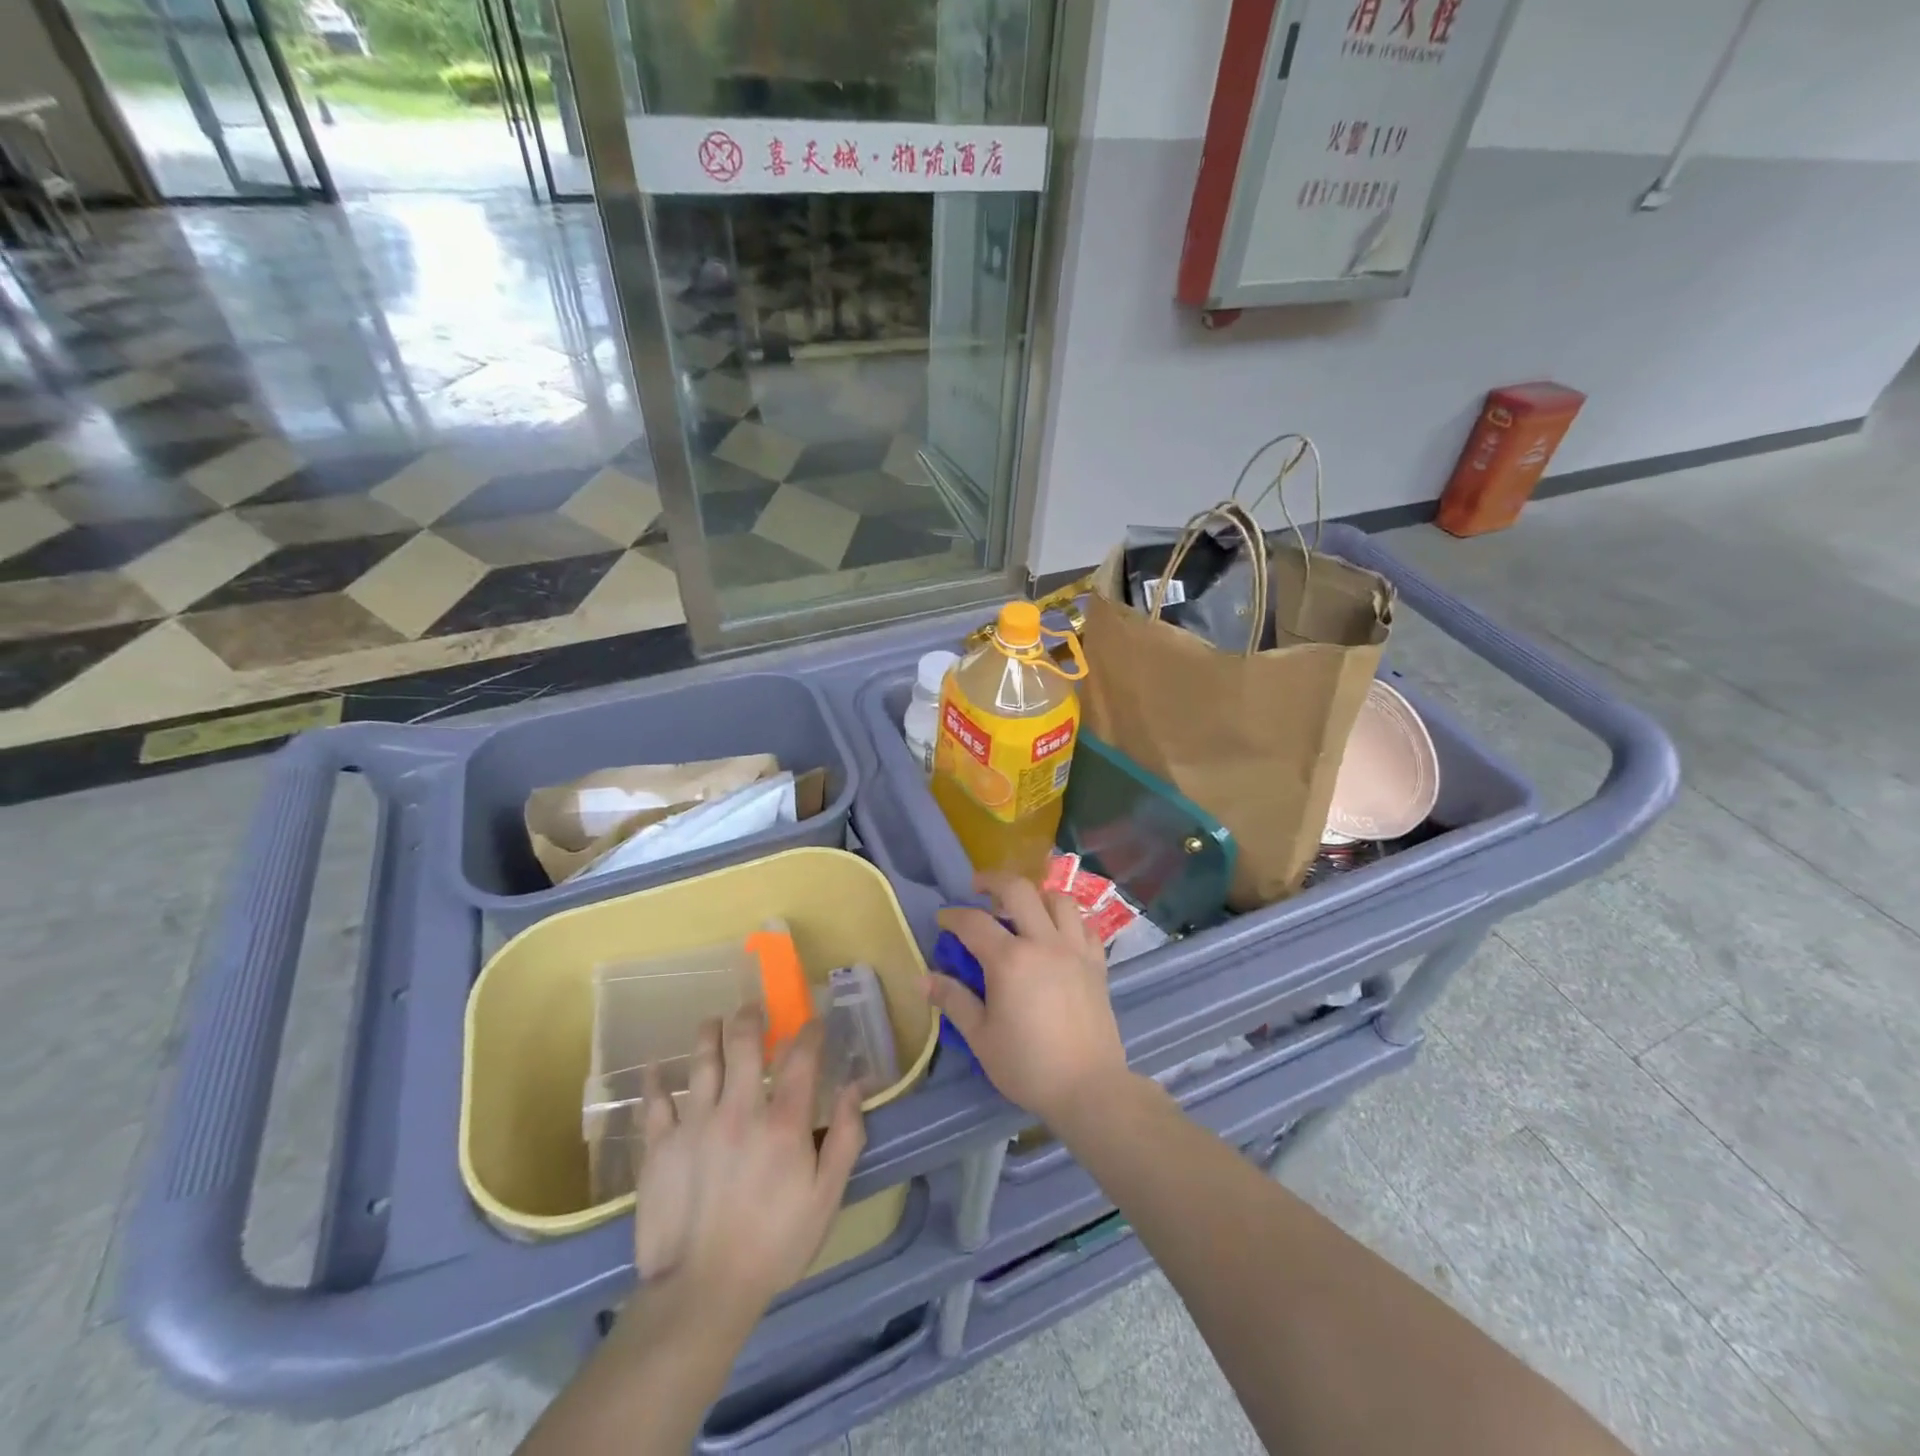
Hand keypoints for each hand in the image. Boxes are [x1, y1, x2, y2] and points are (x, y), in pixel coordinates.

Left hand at [632, 1006, 864, 1320]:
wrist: (701, 1293)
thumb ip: (845, 1137)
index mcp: (784, 1121)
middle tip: (753, 1009)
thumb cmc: (774, 1245)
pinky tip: (655, 1067)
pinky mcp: (660, 1145)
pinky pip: (656, 1102)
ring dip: (710, 1034)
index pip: (801, 1056)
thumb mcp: (826, 1197)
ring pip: (702, 1061)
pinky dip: (656, 1081)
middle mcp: (740, 1108)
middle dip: (751, 1018)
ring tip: (713, 1022)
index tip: (813, 1023)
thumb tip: (855, 1086)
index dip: (810, 1032)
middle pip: (744, 1043)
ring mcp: (696, 1123)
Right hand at [929, 871, 1130, 1127]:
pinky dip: (1069, 920)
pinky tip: (1058, 933)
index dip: (953, 916)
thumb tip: (923, 977)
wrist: (1089, 1088)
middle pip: (1019, 890)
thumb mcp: (980, 1037)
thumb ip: (953, 1000)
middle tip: (978, 888)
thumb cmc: (1028, 1065)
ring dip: (1036, 896)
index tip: (942, 919)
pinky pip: (1084, 925)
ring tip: (1022, 908)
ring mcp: (1075, 949)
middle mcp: (1043, 942)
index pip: (974, 922)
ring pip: (1059, 899)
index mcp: (1010, 960)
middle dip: (993, 881)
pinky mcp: (1097, 963)